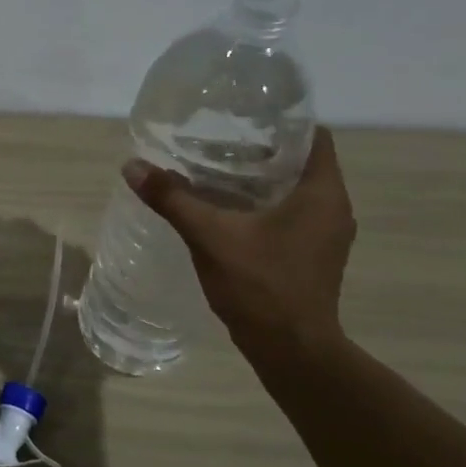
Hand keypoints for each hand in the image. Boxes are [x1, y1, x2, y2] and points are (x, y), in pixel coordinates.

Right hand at [123, 127, 356, 356]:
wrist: (291, 349)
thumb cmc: (261, 285)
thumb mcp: (210, 236)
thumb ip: (172, 199)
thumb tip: (132, 166)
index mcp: (322, 194)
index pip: (314, 137)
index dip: (282, 122)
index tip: (243, 117)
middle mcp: (333, 209)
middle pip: (300, 163)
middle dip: (259, 151)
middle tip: (215, 143)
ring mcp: (326, 237)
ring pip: (294, 192)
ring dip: (259, 181)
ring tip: (214, 174)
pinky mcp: (312, 257)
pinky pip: (290, 216)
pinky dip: (262, 207)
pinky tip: (226, 213)